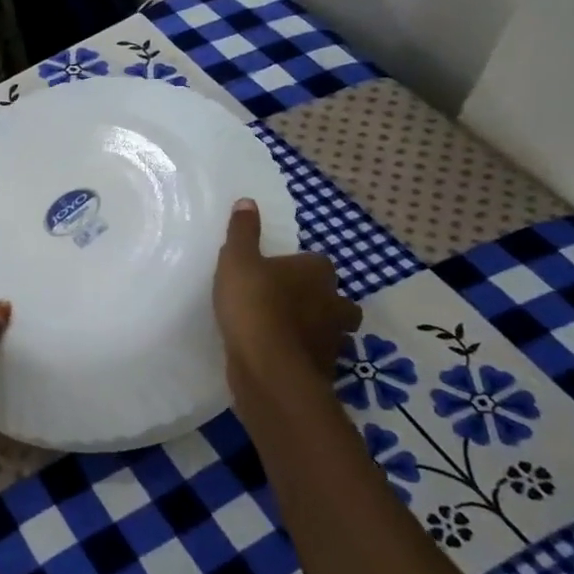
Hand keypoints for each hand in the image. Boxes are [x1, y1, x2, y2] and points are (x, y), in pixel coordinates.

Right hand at [213, 198, 361, 393]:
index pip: (317, 263)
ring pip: (331, 331)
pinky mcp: (325, 372)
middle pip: (335, 299)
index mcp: (318, 272)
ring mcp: (333, 340)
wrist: (268, 367)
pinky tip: (280, 360)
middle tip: (290, 305)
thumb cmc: (254, 304)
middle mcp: (334, 303)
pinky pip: (315, 359)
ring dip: (314, 331)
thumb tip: (247, 201)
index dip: (299, 268)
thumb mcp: (237, 260)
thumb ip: (243, 232)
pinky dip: (303, 358)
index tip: (277, 275)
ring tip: (284, 335)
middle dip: (319, 302)